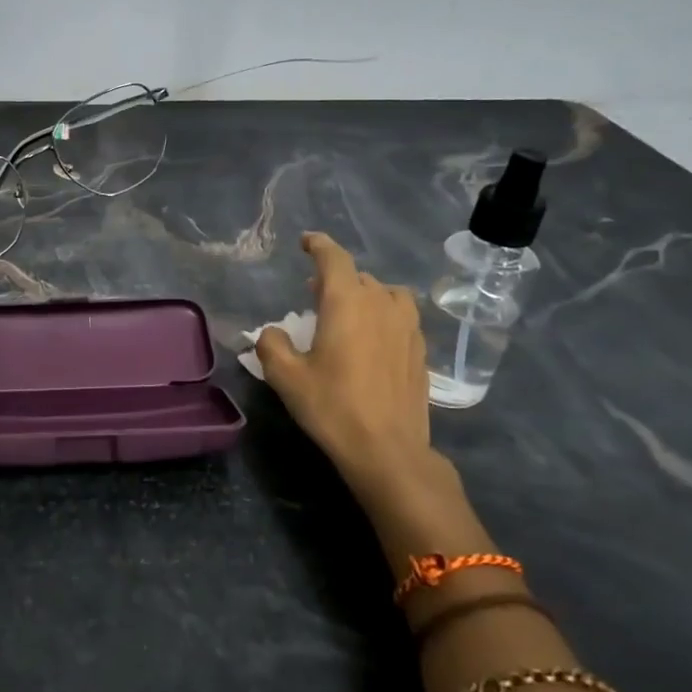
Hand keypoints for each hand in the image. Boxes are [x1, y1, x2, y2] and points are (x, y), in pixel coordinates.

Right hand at [256, 233, 436, 497]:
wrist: (388, 449)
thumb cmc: (332, 407)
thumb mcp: (285, 377)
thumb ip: (271, 344)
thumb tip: (272, 332)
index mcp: (347, 302)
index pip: (334, 258)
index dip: (318, 245)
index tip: (306, 241)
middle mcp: (381, 304)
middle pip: (358, 277)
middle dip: (335, 278)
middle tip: (314, 294)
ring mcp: (407, 326)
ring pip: (386, 294)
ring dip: (365, 295)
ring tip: (349, 313)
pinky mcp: (420, 350)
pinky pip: (401, 317)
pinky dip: (383, 315)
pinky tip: (372, 339)